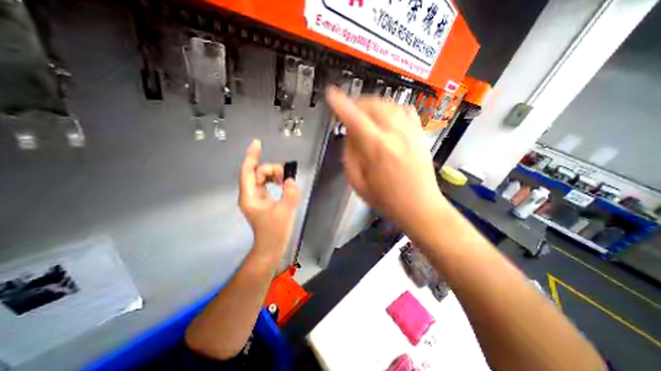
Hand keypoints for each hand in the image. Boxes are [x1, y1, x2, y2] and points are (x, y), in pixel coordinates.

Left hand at [239, 138, 301, 254]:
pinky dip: (275, 181)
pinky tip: (283, 184)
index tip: (257, 143)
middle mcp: (250, 194)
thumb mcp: (285, 211)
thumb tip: (291, 180)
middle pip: (257, 173)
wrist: (271, 246)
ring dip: (274, 175)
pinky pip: (267, 184)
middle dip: (271, 169)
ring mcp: (257, 197)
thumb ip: (289, 193)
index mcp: (250, 196)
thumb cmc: (275, 231)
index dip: (251, 156)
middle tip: (285, 176)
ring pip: (263, 178)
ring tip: (285, 181)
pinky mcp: (264, 200)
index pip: (248, 171)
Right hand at [326, 88, 449, 227]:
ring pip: (389, 104)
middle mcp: (395, 134)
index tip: (331, 94)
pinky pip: (405, 110)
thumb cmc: (386, 200)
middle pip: (372, 105)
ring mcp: (411, 132)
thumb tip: (350, 135)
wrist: (420, 206)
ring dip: (372, 104)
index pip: (355, 118)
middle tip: (349, 111)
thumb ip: (350, 156)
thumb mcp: (358, 183)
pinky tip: (387, 117)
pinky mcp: (420, 134)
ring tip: (364, 113)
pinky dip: (392, 108)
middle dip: (356, 103)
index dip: (340, 104)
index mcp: (377, 149)